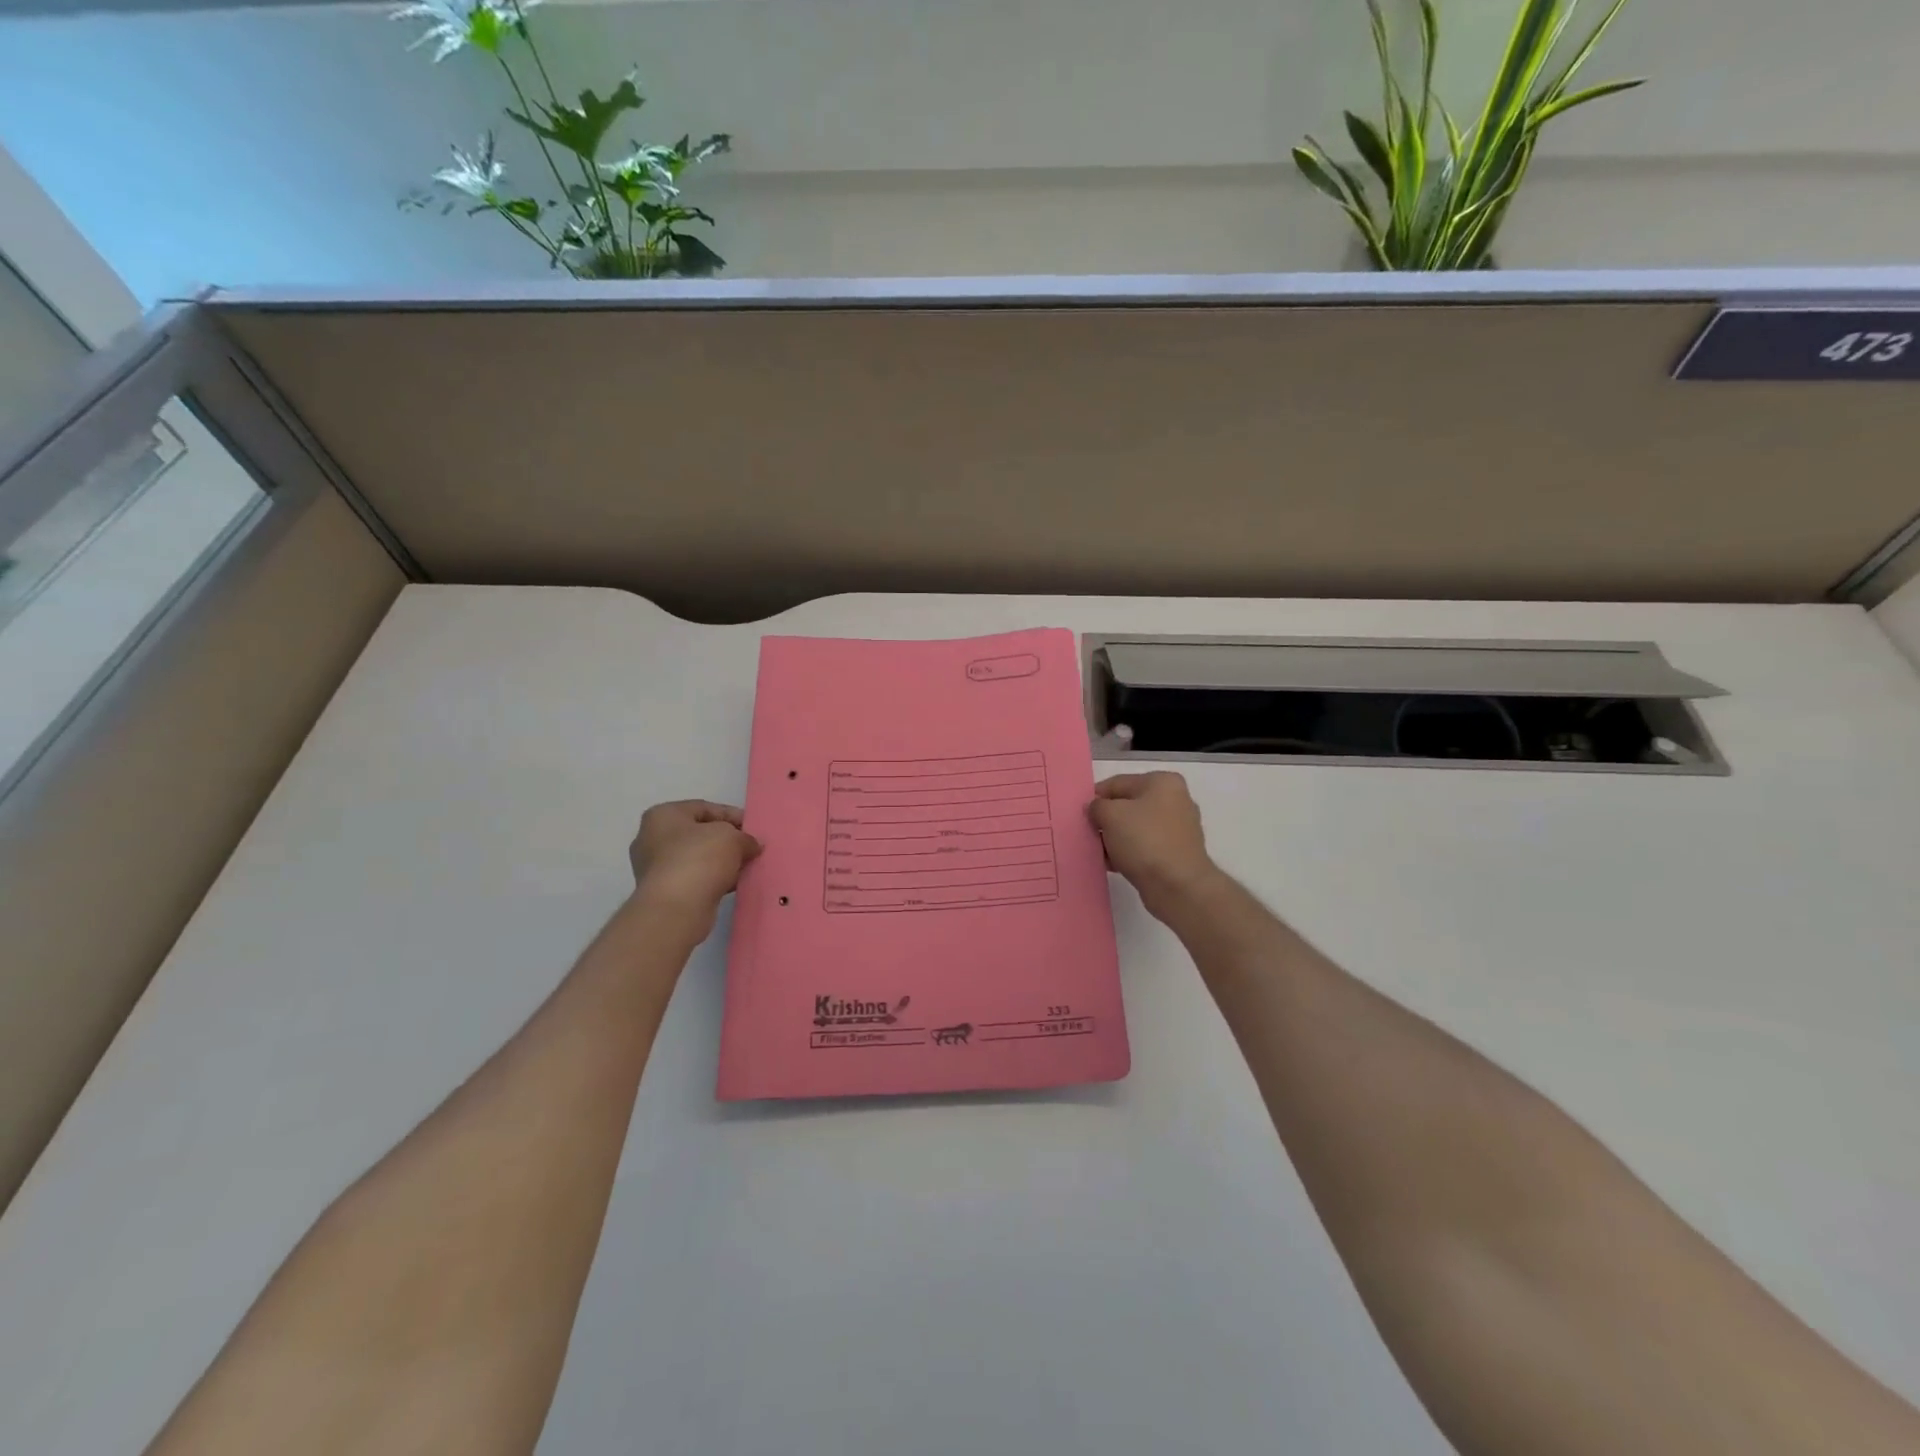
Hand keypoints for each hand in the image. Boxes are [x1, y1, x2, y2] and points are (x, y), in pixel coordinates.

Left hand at [628, 800, 760, 927]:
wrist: (675, 909)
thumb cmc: (699, 859)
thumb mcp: (731, 837)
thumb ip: (745, 837)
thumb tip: (751, 845)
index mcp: (663, 815)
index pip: (704, 808)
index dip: (733, 815)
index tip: (754, 828)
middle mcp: (652, 838)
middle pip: (700, 834)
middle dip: (727, 840)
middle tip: (751, 847)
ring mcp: (654, 867)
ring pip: (698, 858)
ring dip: (722, 862)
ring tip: (747, 867)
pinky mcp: (663, 892)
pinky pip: (695, 878)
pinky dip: (714, 879)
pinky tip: (734, 884)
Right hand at [1087, 772, 1223, 920]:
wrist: (1177, 886)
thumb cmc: (1144, 841)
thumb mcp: (1110, 815)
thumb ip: (1097, 806)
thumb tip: (1096, 808)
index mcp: (1162, 782)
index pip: (1118, 783)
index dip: (1096, 797)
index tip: (1080, 813)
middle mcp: (1174, 801)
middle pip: (1127, 806)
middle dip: (1106, 819)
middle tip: (1086, 832)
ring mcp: (1177, 829)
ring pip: (1135, 828)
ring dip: (1114, 838)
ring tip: (1096, 851)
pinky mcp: (1176, 853)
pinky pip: (1144, 847)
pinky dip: (1127, 853)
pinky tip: (1110, 864)